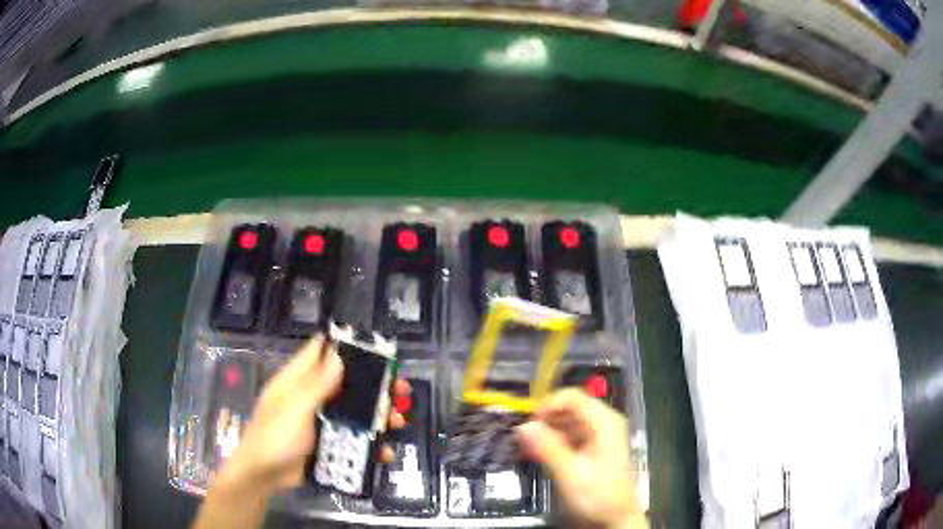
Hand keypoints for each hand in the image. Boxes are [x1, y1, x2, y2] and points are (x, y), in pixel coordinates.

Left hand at [214, 335, 409, 495]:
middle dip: (374, 387)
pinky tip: (385, 452)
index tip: (377, 349)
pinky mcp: (327, 443)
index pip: (321, 352)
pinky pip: (352, 438)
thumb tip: (338, 355)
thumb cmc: (274, 437)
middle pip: (347, 384)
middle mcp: (311, 397)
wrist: (264, 476)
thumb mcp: (294, 409)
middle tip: (401, 391)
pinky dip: (370, 443)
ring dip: (377, 416)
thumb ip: (316, 385)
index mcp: (298, 381)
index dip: (346, 347)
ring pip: (354, 412)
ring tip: (398, 422)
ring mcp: (320, 421)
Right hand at [517, 388, 645, 528]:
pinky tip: (542, 454)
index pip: (572, 396)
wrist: (617, 518)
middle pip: (570, 407)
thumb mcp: (570, 474)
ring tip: (530, 448)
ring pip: (569, 421)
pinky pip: (572, 434)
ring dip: (548, 431)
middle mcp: (605, 422)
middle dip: (546, 419)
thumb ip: (547, 448)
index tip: (528, 423)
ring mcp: (601, 434)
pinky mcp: (596, 447)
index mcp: (604, 422)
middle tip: (525, 439)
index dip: (548, 405)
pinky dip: (556, 440)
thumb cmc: (598, 495)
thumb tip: (523, 426)